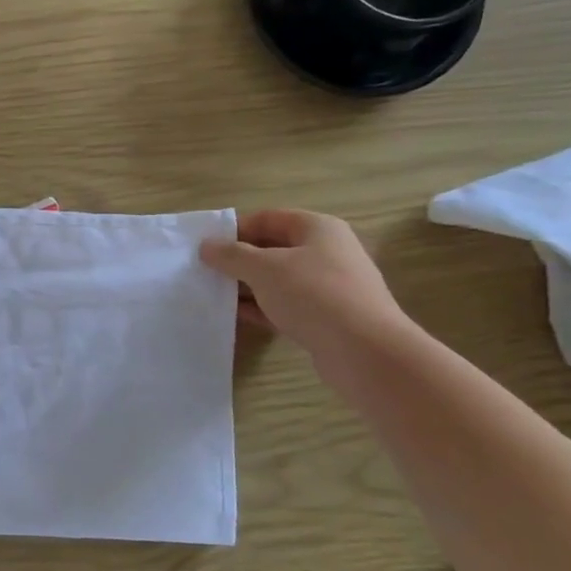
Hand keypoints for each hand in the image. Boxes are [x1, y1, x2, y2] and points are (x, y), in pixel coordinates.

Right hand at [199, 209, 412, 362]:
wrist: (365, 352)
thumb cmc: (313, 295)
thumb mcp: (264, 269)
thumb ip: (231, 255)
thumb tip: (206, 246)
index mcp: (317, 228)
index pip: (267, 218)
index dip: (234, 229)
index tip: (205, 246)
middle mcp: (326, 252)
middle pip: (272, 248)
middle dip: (238, 259)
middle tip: (204, 271)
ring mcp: (328, 286)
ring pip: (278, 279)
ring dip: (247, 286)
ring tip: (213, 294)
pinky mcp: (326, 317)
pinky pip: (285, 305)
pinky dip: (261, 308)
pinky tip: (235, 316)